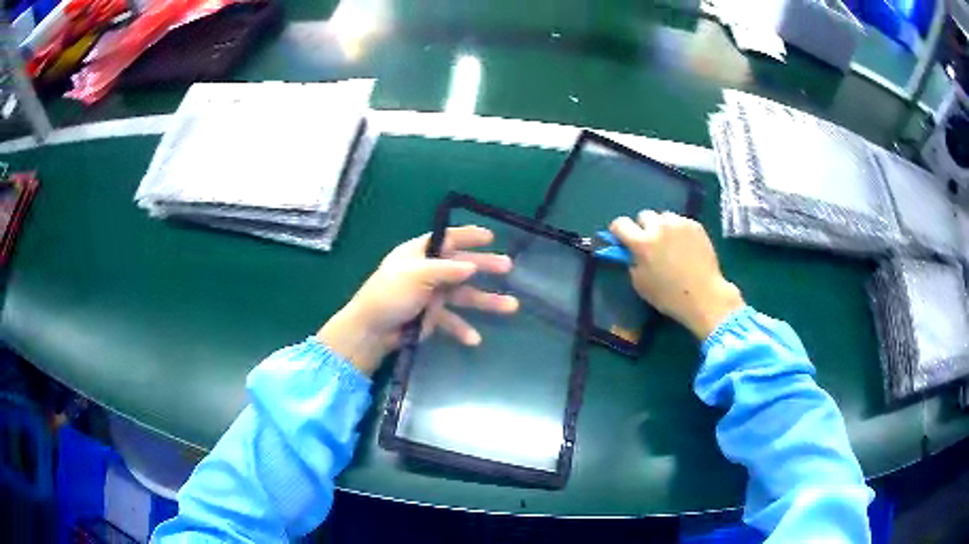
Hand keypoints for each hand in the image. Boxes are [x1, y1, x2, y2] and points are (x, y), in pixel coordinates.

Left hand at [317, 226, 518, 374]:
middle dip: (485, 266)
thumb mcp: (417, 275)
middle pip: (461, 266)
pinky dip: (462, 329)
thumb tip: (472, 266)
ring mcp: (431, 295)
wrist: (372, 330)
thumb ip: (446, 270)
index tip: (490, 236)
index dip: (468, 236)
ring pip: (464, 295)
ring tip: (511, 306)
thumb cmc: (390, 294)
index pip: (447, 239)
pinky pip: (452, 320)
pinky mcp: (432, 317)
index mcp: (420, 254)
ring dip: (486, 301)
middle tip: (508, 267)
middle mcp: (428, 272)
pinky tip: (474, 339)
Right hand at [610, 211, 743, 339]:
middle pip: (644, 215)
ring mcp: (679, 224)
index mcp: (642, 243)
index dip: (619, 231)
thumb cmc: (669, 296)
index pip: (620, 223)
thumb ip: (632, 262)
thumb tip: (630, 252)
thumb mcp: (641, 284)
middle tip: (651, 243)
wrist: (704, 295)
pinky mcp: (695, 225)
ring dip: (663, 226)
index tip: (623, 239)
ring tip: (670, 242)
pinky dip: (679, 230)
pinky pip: (681, 221)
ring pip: (664, 217)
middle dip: (644, 227)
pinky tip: (685, 245)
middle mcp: (659, 227)